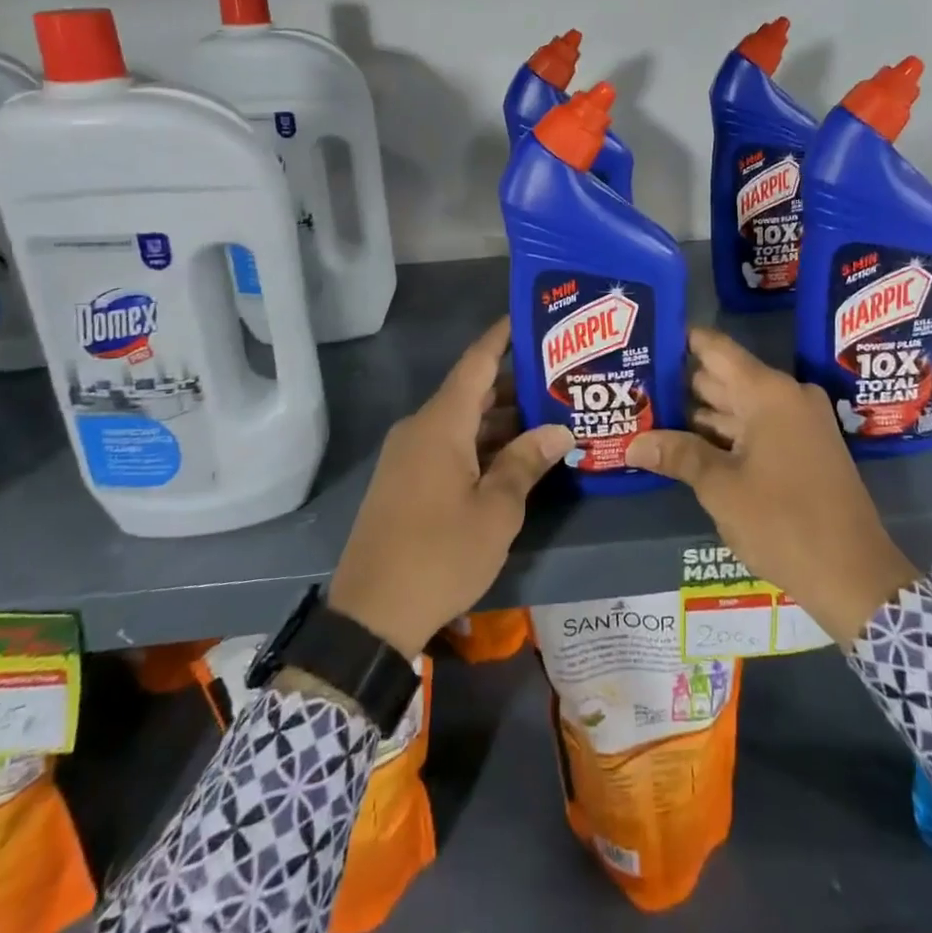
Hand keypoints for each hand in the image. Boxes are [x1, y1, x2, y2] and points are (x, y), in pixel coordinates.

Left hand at [328, 317, 572, 657]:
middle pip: (472, 391)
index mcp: (440, 424)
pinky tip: (516, 456)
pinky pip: (450, 445)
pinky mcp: (406, 480)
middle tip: (561, 379)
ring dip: (502, 420)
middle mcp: (421, 428)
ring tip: (551, 417)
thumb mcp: (495, 511)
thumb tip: (559, 430)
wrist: (370, 616)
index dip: (503, 336)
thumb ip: (526, 462)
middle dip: (515, 384)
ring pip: (462, 422)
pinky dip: (482, 444)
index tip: (531, 316)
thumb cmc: (440, 554)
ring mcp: (409, 455)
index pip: (477, 362)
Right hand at [626, 329, 918, 646]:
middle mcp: (786, 397)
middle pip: (724, 377)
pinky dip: (725, 434)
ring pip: (738, 406)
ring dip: (700, 414)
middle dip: (681, 384)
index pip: (716, 349)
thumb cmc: (784, 522)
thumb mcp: (721, 488)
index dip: (681, 340)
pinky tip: (687, 444)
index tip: (646, 338)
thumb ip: (678, 455)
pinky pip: (756, 428)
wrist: (855, 577)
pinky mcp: (804, 449)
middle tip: (635, 383)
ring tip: (649, 413)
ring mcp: (798, 423)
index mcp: (768, 393)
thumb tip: (632, 443)